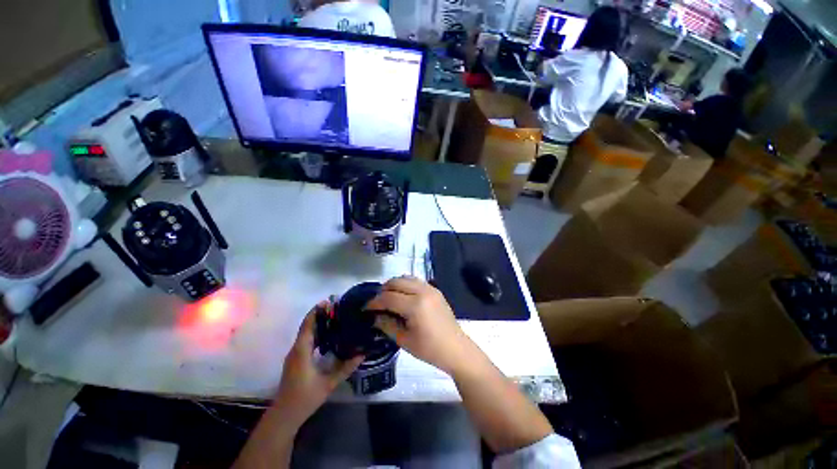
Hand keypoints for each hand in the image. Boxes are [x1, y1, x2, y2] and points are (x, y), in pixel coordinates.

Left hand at [274, 302, 363, 426]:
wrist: (285, 415)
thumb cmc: (305, 398)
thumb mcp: (328, 383)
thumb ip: (346, 368)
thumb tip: (363, 354)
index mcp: (302, 351)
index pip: (308, 325)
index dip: (316, 312)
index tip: (329, 301)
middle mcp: (296, 349)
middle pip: (307, 326)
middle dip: (320, 315)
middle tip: (338, 308)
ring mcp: (295, 354)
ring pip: (306, 333)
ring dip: (318, 323)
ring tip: (336, 317)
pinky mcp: (296, 359)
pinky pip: (306, 340)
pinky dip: (316, 333)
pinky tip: (329, 335)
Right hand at [366, 276, 471, 374]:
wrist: (455, 348)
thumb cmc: (429, 349)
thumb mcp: (404, 340)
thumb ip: (386, 325)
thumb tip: (374, 316)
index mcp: (415, 305)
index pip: (388, 297)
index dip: (374, 302)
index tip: (365, 308)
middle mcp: (423, 291)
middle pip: (396, 282)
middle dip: (383, 290)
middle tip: (377, 303)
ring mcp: (430, 288)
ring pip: (406, 278)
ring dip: (394, 285)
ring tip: (389, 298)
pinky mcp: (435, 289)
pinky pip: (416, 281)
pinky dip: (405, 284)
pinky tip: (403, 297)